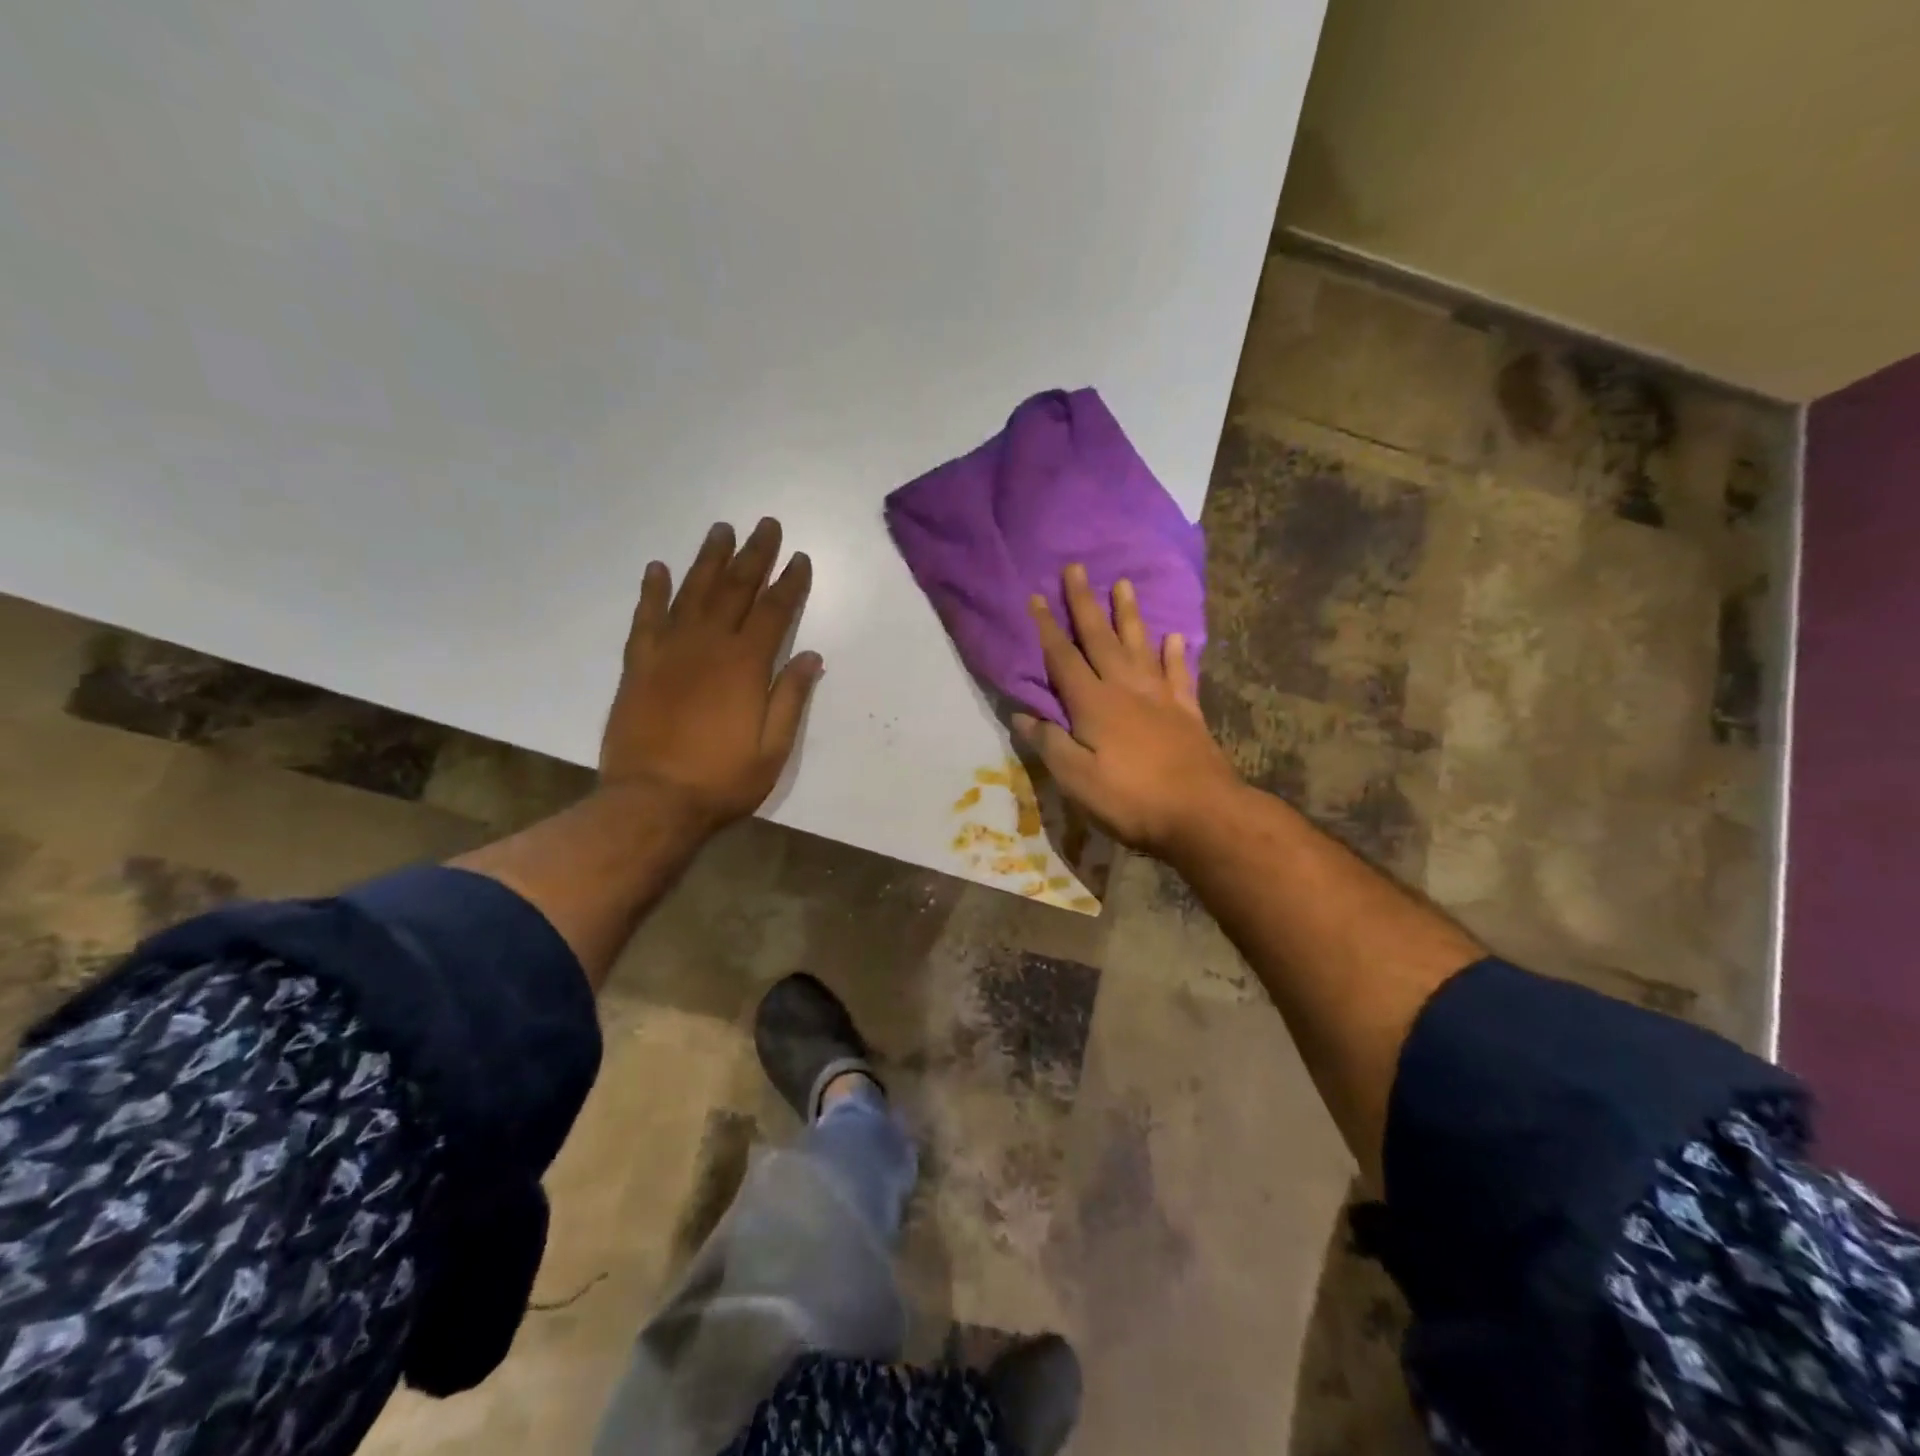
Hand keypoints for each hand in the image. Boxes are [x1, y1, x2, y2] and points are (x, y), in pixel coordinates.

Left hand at [600, 517, 821, 830]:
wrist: (652, 801)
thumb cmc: (722, 780)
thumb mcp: (773, 749)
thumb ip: (791, 697)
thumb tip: (810, 655)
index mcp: (746, 665)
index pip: (774, 611)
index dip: (790, 582)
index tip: (799, 558)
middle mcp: (708, 645)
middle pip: (736, 589)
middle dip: (754, 555)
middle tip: (765, 525)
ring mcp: (669, 651)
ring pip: (692, 592)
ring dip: (709, 560)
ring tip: (721, 530)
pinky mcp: (639, 665)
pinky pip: (646, 617)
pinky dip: (652, 591)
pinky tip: (658, 568)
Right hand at [1012, 564, 1240, 856]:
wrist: (1201, 813)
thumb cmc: (1130, 798)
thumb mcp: (1076, 778)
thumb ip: (1049, 743)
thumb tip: (1021, 715)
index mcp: (1093, 704)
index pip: (1063, 658)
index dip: (1047, 628)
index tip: (1036, 597)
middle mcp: (1125, 689)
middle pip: (1100, 639)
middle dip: (1084, 604)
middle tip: (1076, 568)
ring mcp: (1160, 697)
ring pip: (1140, 646)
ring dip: (1129, 615)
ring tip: (1124, 584)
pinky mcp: (1187, 712)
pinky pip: (1180, 675)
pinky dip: (1176, 655)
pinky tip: (1174, 638)